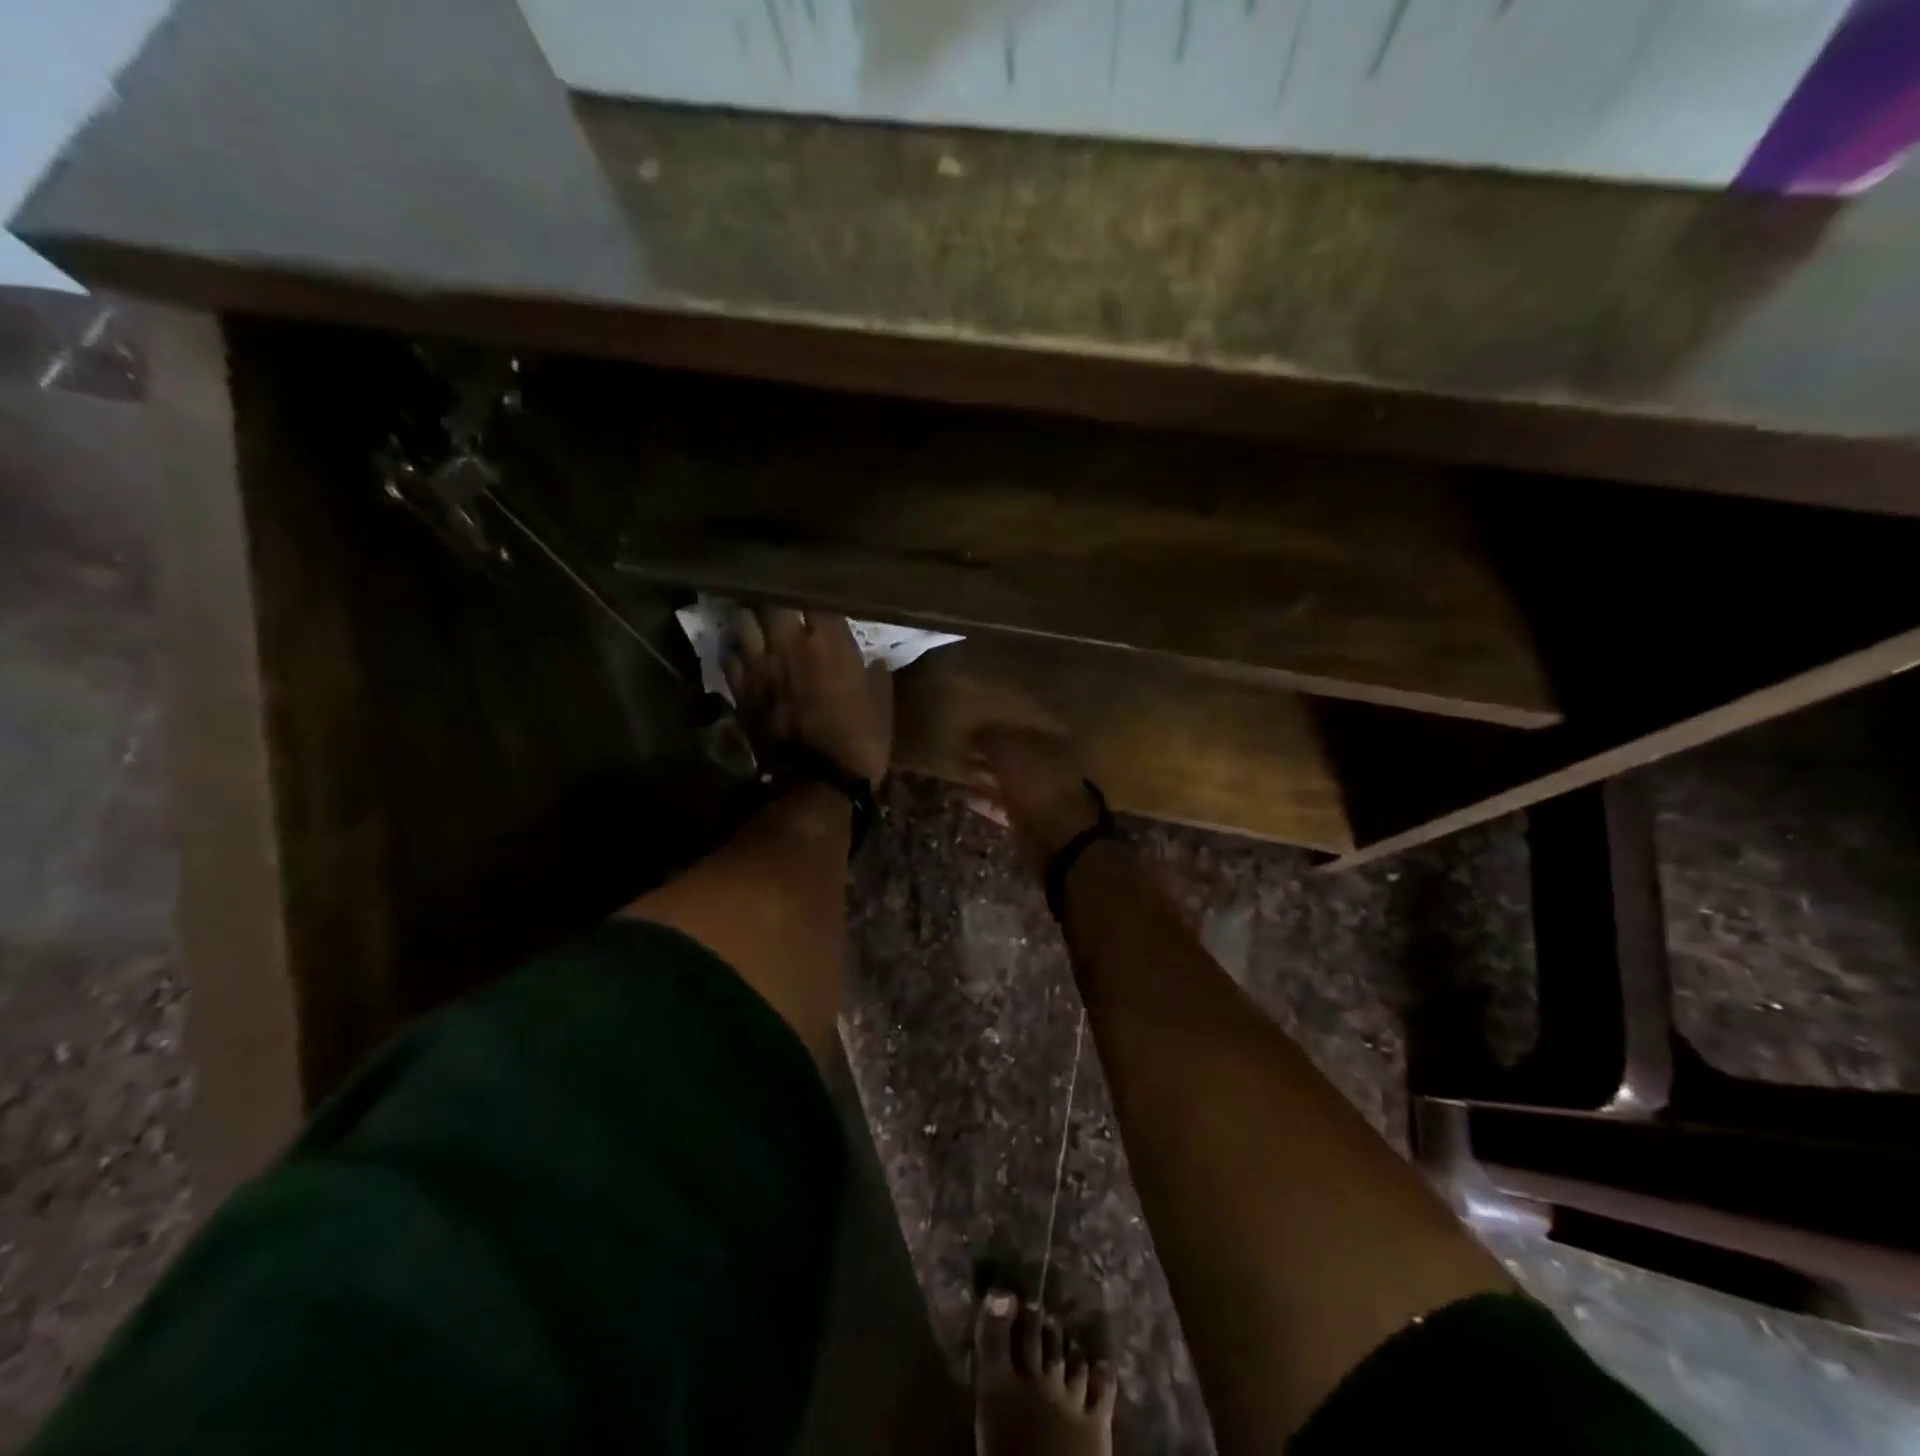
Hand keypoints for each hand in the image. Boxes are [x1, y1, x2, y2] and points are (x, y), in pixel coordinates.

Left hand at [726, 607, 892, 783]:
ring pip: (743, 619)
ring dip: (751, 617)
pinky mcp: (741, 688)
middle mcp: (790, 642)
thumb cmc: (860, 739)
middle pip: (771, 598)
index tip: (819, 591)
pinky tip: (745, 654)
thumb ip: (875, 673)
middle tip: (782, 598)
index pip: (815, 595)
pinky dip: (736, 650)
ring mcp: (760, 664)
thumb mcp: (882, 703)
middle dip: (776, 596)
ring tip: (758, 619)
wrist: (817, 780)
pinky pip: (730, 655)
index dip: (815, 590)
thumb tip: (873, 660)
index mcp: (829, 640)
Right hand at [966, 726, 1103, 867]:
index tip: (972, 730)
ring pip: (1008, 781)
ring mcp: (1041, 796)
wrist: (1058, 837)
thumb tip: (975, 733)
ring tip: (959, 771)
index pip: (1022, 730)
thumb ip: (991, 738)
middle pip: (1015, 756)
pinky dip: (986, 800)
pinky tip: (967, 797)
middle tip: (962, 750)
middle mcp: (1050, 766)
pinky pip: (1004, 805)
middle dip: (989, 754)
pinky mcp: (1030, 821)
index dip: (997, 729)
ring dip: (985, 777)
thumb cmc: (1037, 784)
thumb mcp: (1009, 751)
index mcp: (1053, 743)